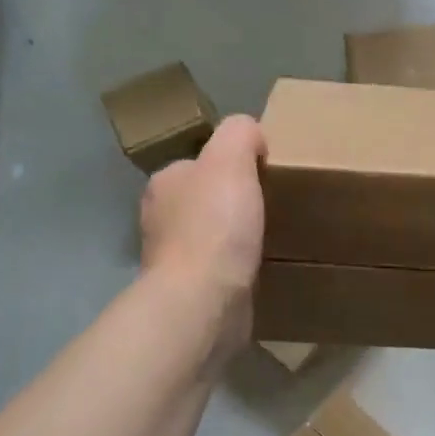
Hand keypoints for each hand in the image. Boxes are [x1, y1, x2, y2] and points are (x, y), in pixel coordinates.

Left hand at [141, 116, 265, 350]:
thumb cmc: (215, 226)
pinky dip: (236, 267)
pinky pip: (219, 269)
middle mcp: (162, 219)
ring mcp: (174, 259)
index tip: (264, 175)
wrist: (203, 302)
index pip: (200, 162)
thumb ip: (240, 133)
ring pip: (212, 235)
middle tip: (272, 205)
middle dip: (234, 201)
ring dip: (235, 236)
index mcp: (166, 183)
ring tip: (270, 236)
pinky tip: (258, 268)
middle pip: (205, 199)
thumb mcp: (231, 158)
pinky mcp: (191, 292)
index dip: (232, 164)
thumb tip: (251, 137)